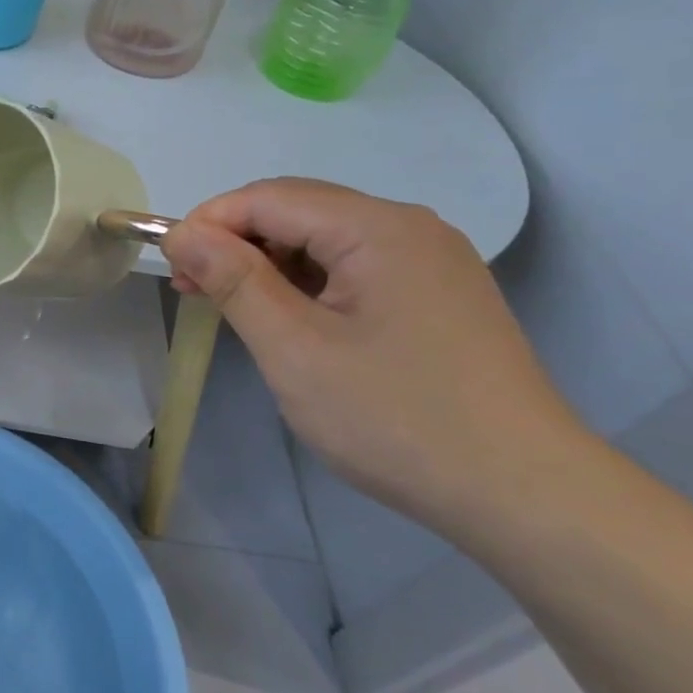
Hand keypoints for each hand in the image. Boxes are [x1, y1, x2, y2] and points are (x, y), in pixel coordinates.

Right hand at [161, 179, 590, 528]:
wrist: (523, 494)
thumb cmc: (394, 417)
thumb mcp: (294, 348)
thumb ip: (234, 280)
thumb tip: (182, 233)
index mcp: (379, 229)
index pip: (270, 198)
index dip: (210, 222)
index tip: (170, 266)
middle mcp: (410, 229)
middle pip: (299, 212)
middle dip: (235, 242)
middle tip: (191, 290)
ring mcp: (431, 264)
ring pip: (324, 241)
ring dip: (268, 264)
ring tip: (231, 309)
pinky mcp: (437, 297)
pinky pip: (353, 269)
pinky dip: (306, 285)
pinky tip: (288, 321)